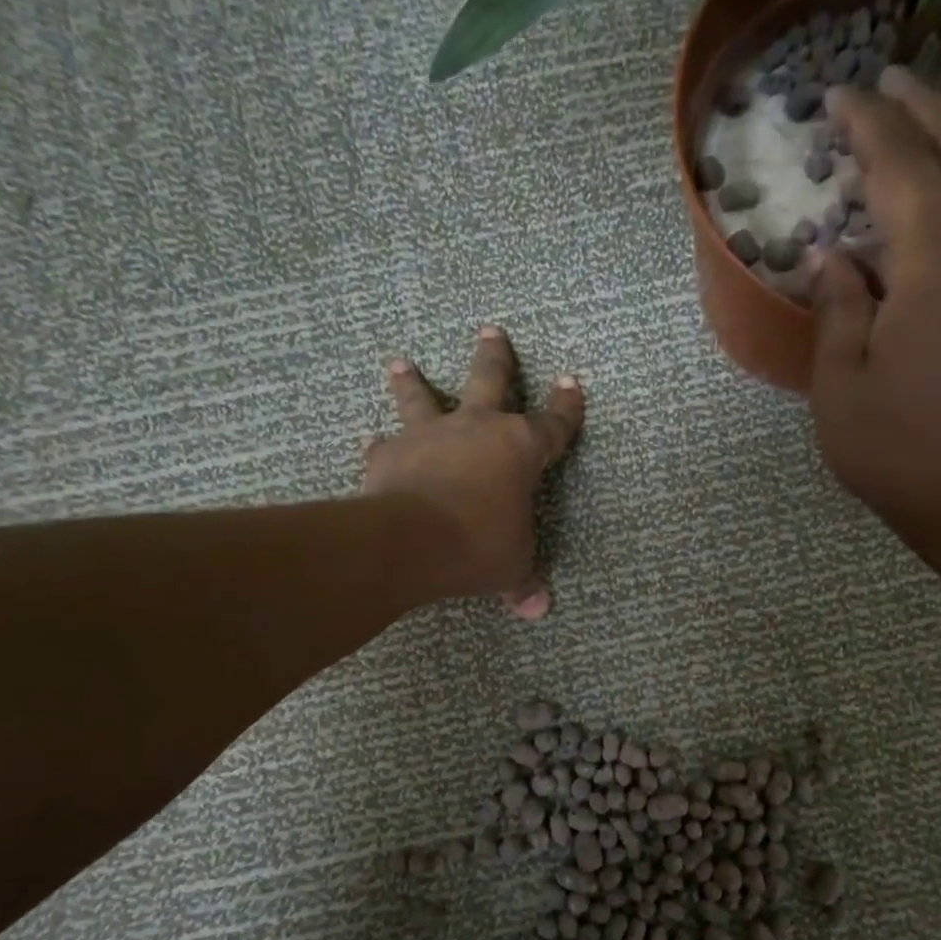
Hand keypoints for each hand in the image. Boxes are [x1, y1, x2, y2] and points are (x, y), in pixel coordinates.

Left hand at [362, 325, 583, 618]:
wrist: (410, 542)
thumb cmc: (477, 547)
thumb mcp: (511, 567)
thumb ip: (523, 582)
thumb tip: (538, 610)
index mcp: (519, 449)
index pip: (553, 423)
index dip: (566, 406)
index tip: (571, 382)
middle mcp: (476, 429)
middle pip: (490, 380)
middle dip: (495, 356)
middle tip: (490, 329)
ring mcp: (430, 436)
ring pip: (422, 397)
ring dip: (413, 380)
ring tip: (400, 361)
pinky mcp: (390, 454)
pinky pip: (384, 445)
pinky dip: (379, 445)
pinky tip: (369, 441)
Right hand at [809, 67, 940, 555]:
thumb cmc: (898, 449)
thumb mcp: (841, 384)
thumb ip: (837, 310)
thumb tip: (835, 258)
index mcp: (934, 268)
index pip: (904, 170)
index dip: (872, 126)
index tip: (840, 95)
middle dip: (928, 108)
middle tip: (892, 79)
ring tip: (914, 128)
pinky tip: (936, 206)